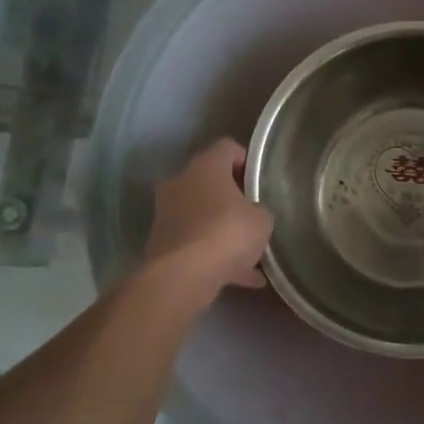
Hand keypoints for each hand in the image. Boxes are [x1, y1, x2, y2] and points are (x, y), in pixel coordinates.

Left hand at [145, 139, 273, 294]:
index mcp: (205, 166)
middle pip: (210, 181)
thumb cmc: (227, 233)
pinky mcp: (162, 242)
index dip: (246, 160)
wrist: (183, 276)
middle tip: (252, 212)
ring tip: (249, 251)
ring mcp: (167, 212)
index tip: (258, 179)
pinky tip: (241, 276)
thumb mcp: (262, 220)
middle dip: (231, 196)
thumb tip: (252, 213)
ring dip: (221, 227)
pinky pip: (195, 241)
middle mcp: (180, 182)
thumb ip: (258, 210)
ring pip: (201, 213)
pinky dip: (213, 253)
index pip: (227, 147)